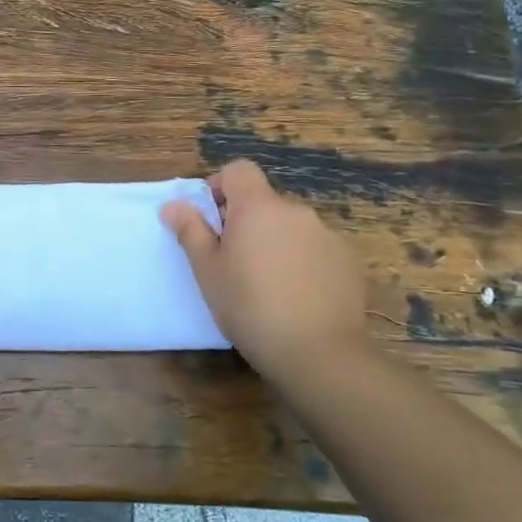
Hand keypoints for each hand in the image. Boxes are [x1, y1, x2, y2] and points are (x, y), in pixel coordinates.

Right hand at [161, 159, 366, 381]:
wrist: (317, 352)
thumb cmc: (248, 306)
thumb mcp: (207, 270)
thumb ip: (190, 230)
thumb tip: (173, 205)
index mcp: (258, 207)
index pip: (239, 170)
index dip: (221, 186)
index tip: (212, 219)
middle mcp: (296, 211)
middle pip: (265, 201)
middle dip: (247, 221)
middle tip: (233, 260)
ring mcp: (328, 235)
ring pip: (291, 226)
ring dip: (275, 241)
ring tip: (267, 283)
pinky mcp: (349, 261)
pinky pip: (316, 248)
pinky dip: (303, 261)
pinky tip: (297, 295)